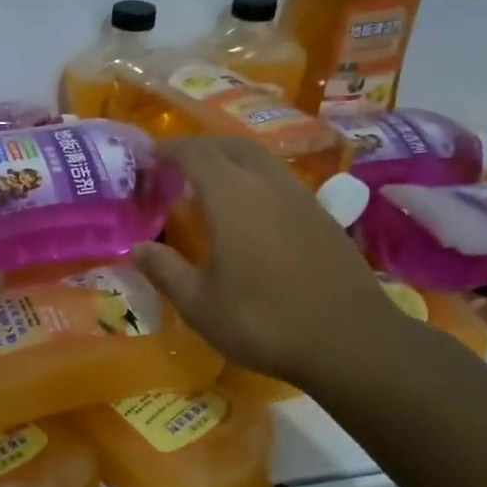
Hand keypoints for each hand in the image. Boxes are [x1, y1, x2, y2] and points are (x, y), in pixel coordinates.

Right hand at [131, 136, 402, 387]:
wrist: (350, 340)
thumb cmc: (264, 321)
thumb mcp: (200, 304)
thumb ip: (165, 271)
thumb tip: (137, 249)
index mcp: (232, 197)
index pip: (195, 154)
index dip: (170, 150)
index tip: (150, 156)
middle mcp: (268, 185)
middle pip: (231, 146)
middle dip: (200, 147)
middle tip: (176, 163)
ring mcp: (301, 198)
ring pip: (260, 159)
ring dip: (230, 159)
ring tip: (209, 181)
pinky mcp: (322, 216)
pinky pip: (280, 179)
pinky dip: (254, 178)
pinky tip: (249, 208)